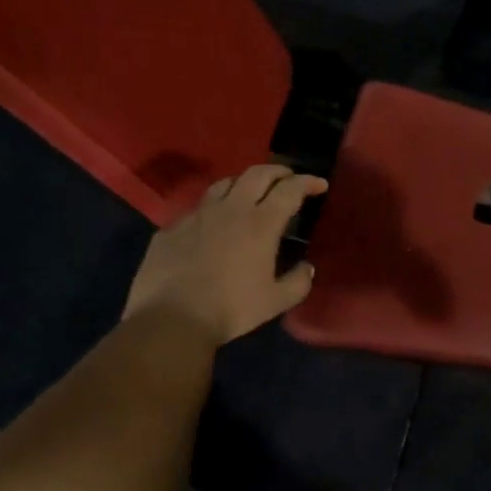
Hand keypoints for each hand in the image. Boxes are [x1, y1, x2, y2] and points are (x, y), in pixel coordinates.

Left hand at [123, 165, 327, 346]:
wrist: (171, 319)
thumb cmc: (231, 309)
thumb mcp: (275, 302)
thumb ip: (298, 282)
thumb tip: (306, 268)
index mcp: (261, 224)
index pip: (290, 190)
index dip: (307, 182)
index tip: (319, 185)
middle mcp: (231, 209)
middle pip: (258, 174)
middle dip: (278, 171)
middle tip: (289, 178)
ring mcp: (198, 215)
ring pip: (225, 183)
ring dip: (244, 182)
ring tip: (251, 192)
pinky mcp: (173, 227)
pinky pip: (198, 209)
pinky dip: (213, 209)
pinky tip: (213, 224)